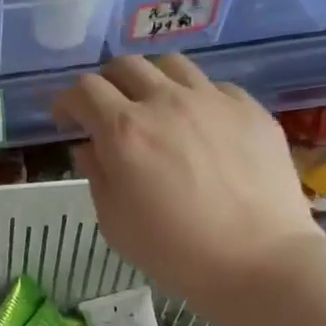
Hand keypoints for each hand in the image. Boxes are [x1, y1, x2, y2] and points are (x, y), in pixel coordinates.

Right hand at [53, 55, 321, 324]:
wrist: (259, 261)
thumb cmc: (174, 250)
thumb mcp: (113, 220)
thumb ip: (97, 174)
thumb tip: (90, 147)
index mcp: (124, 131)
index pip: (83, 90)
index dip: (67, 102)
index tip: (67, 122)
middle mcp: (165, 102)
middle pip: (124, 65)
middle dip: (106, 85)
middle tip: (107, 113)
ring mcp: (212, 101)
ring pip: (170, 64)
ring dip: (151, 81)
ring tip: (155, 109)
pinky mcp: (250, 109)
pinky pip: (214, 87)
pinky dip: (195, 99)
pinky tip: (200, 128)